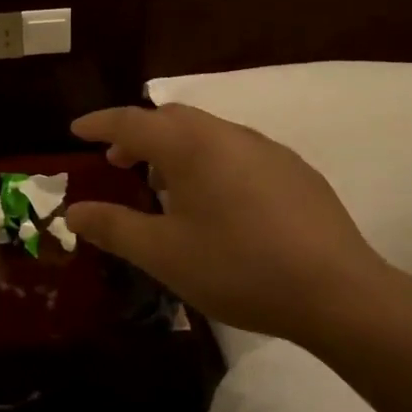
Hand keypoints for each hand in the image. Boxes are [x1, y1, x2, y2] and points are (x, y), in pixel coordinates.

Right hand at [64, 104, 394, 347]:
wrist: (338, 293)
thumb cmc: (238, 267)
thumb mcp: (163, 253)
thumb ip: (113, 227)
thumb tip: (72, 212)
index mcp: (191, 146)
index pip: (131, 121)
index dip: (99, 124)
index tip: (76, 130)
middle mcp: (228, 134)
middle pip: (171, 119)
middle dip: (138, 134)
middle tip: (117, 161)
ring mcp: (267, 150)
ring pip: (206, 134)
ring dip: (175, 149)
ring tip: (163, 186)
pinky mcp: (295, 171)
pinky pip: (236, 152)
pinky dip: (209, 161)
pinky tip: (216, 202)